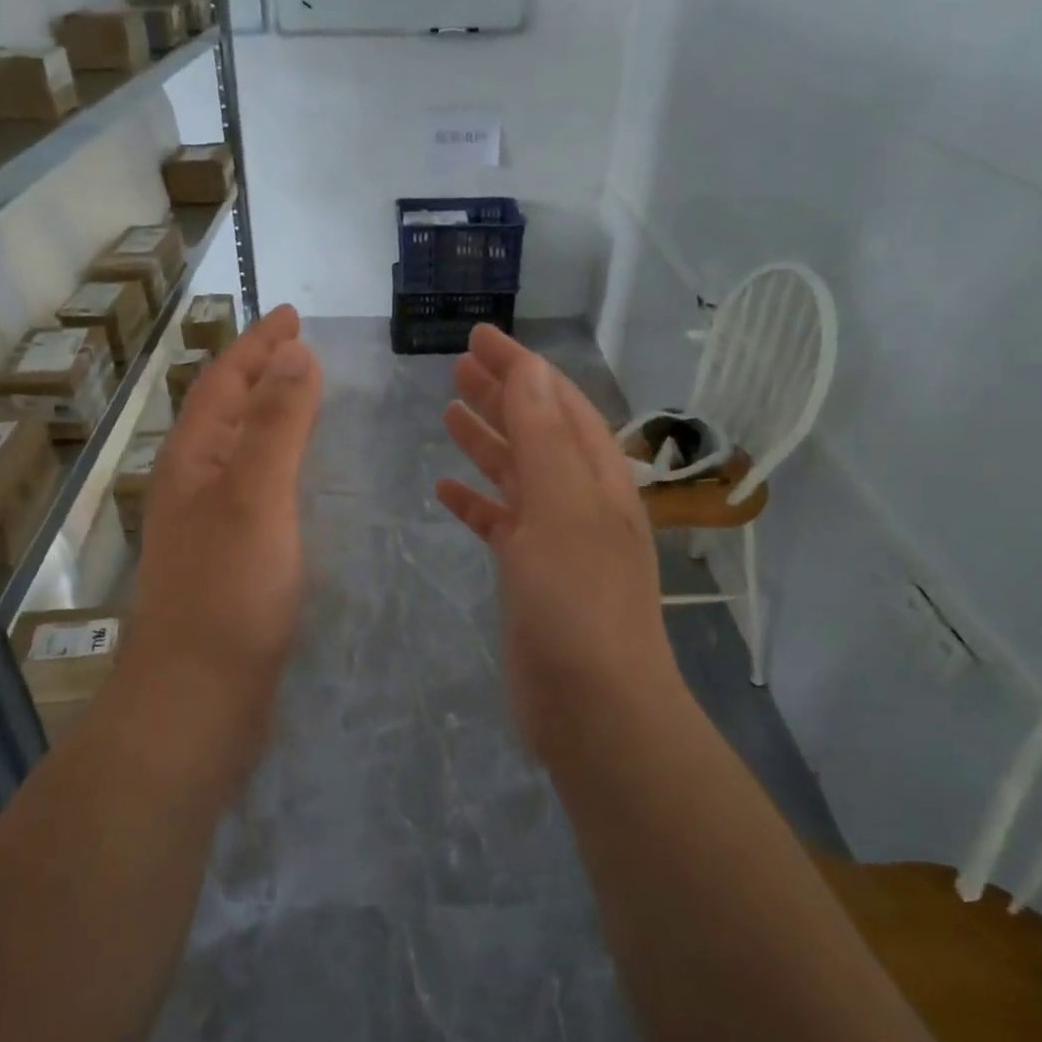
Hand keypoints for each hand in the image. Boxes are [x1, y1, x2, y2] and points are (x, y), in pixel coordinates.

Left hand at [116, 304, 321, 787]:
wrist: (195, 702)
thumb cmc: (227, 594)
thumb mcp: (254, 496)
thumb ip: (275, 424)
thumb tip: (293, 355)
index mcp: (193, 460)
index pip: (224, 381)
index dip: (258, 344)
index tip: (293, 314)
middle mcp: (192, 484)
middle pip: (226, 410)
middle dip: (261, 372)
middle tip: (302, 350)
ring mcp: (207, 525)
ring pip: (239, 450)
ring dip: (268, 417)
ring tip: (304, 399)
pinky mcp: (227, 561)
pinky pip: (254, 489)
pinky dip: (278, 464)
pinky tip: (299, 480)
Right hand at [436, 326, 677, 758]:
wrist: (593, 705)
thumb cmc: (578, 598)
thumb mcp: (561, 505)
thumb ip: (542, 436)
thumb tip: (529, 371)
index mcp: (596, 475)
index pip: (557, 401)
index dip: (520, 366)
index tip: (480, 336)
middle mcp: (579, 499)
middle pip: (536, 430)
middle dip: (501, 395)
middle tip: (457, 366)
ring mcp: (554, 538)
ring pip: (516, 474)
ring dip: (486, 440)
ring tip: (448, 411)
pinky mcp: (529, 575)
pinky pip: (499, 523)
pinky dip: (475, 502)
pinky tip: (445, 491)